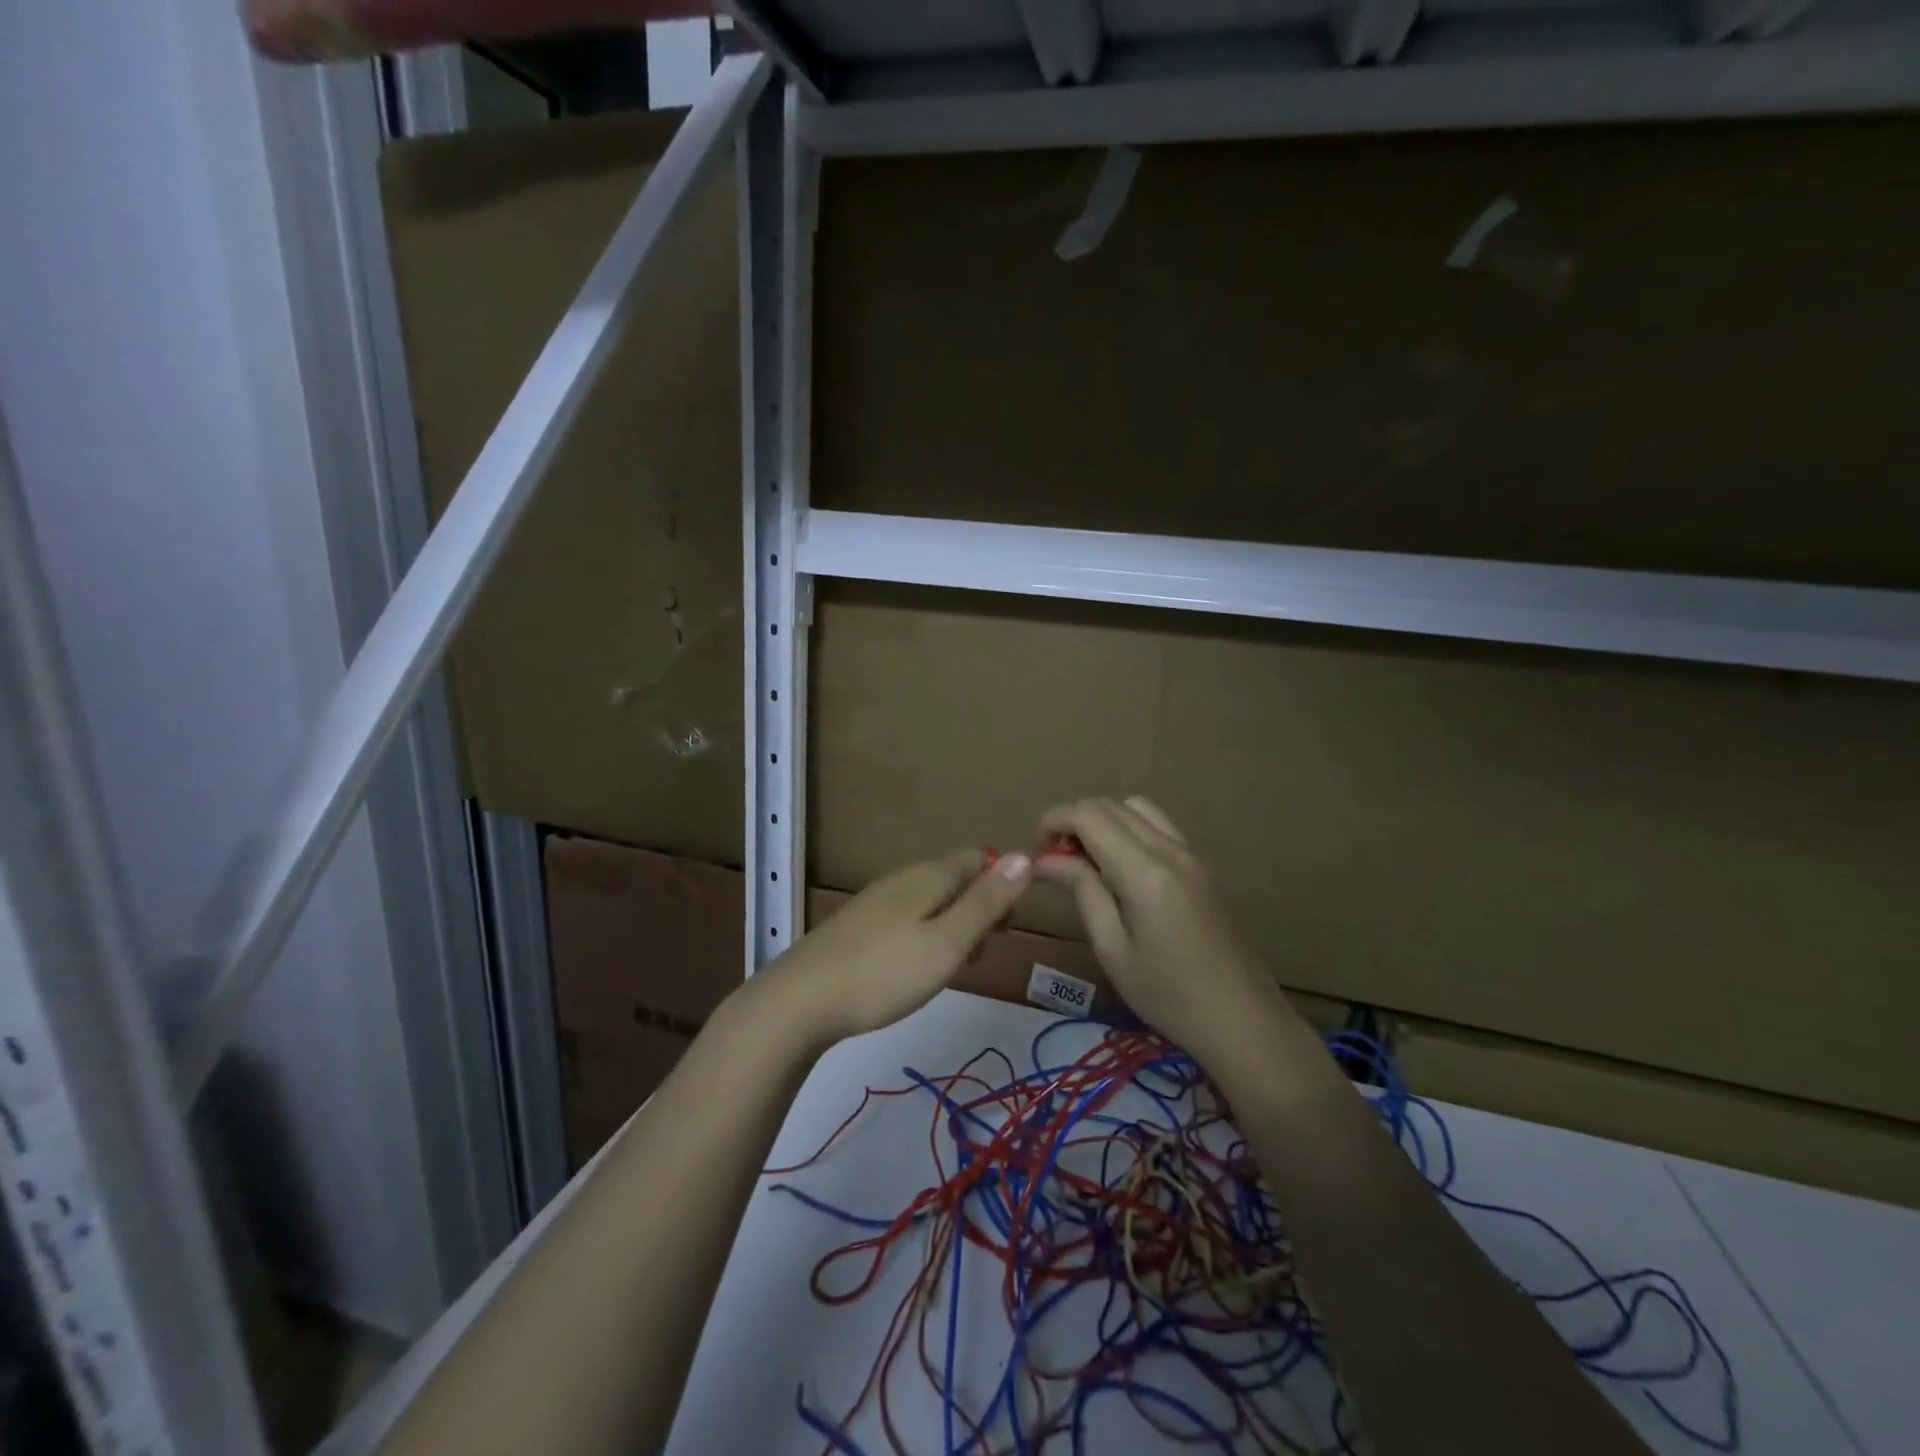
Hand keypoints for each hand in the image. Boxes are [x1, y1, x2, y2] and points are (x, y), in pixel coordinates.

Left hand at [753, 849, 1033, 1048]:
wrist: (801, 1000)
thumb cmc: (885, 973)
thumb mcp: (948, 942)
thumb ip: (986, 902)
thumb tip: (1025, 856)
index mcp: (929, 876)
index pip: (979, 859)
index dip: (1002, 887)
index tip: (1003, 930)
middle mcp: (904, 879)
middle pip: (956, 879)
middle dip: (979, 910)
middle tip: (977, 955)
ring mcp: (878, 901)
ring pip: (933, 901)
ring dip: (953, 928)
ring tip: (950, 969)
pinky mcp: (860, 926)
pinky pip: (908, 919)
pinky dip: (925, 938)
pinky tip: (915, 970)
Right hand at [1035, 797, 1298, 1060]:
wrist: (1244, 1021)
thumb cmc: (1169, 995)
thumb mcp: (1113, 949)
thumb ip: (1082, 891)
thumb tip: (1046, 859)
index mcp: (1145, 870)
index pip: (1088, 814)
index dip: (1054, 819)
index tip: (1036, 850)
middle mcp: (1170, 849)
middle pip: (1111, 805)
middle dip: (1074, 820)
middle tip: (1056, 861)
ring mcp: (1192, 854)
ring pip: (1137, 808)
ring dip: (1104, 822)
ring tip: (1088, 862)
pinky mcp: (1203, 866)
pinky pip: (1159, 827)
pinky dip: (1129, 830)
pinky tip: (1122, 871)